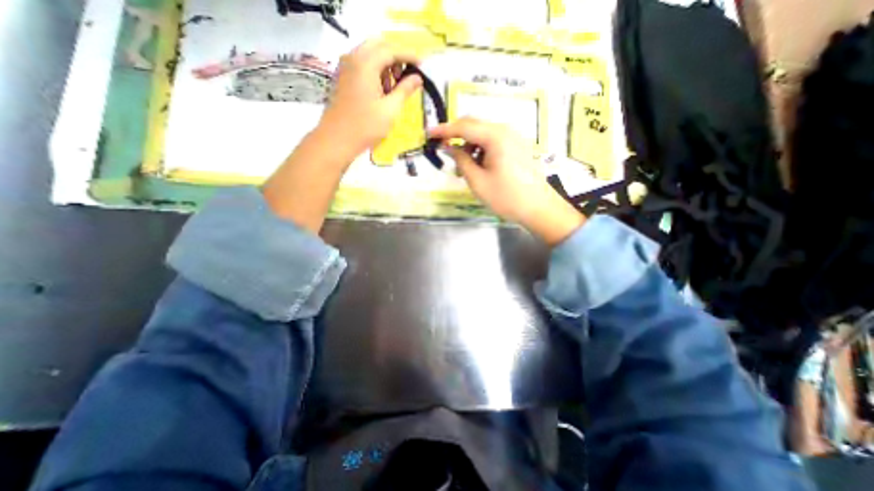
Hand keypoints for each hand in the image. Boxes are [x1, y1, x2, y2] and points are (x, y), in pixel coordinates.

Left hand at [319, 38, 424, 160]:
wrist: (337, 140)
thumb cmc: (366, 126)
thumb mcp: (390, 109)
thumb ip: (405, 90)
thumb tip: (418, 78)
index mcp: (365, 63)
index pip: (391, 49)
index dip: (408, 55)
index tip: (422, 65)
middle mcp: (353, 58)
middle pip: (378, 46)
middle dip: (395, 58)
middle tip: (406, 77)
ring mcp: (345, 67)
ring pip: (369, 54)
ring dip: (385, 66)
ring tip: (393, 89)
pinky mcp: (342, 78)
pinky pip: (361, 65)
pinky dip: (374, 72)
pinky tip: (381, 92)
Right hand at [429, 117, 585, 246]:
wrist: (539, 208)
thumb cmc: (506, 197)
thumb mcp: (477, 181)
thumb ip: (460, 160)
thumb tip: (448, 146)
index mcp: (496, 136)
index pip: (463, 126)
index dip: (444, 129)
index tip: (428, 134)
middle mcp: (506, 130)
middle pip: (474, 124)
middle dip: (456, 135)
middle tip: (444, 150)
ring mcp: (514, 137)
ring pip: (483, 133)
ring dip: (469, 144)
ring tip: (463, 166)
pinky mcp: (517, 146)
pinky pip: (493, 140)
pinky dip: (481, 148)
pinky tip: (478, 165)